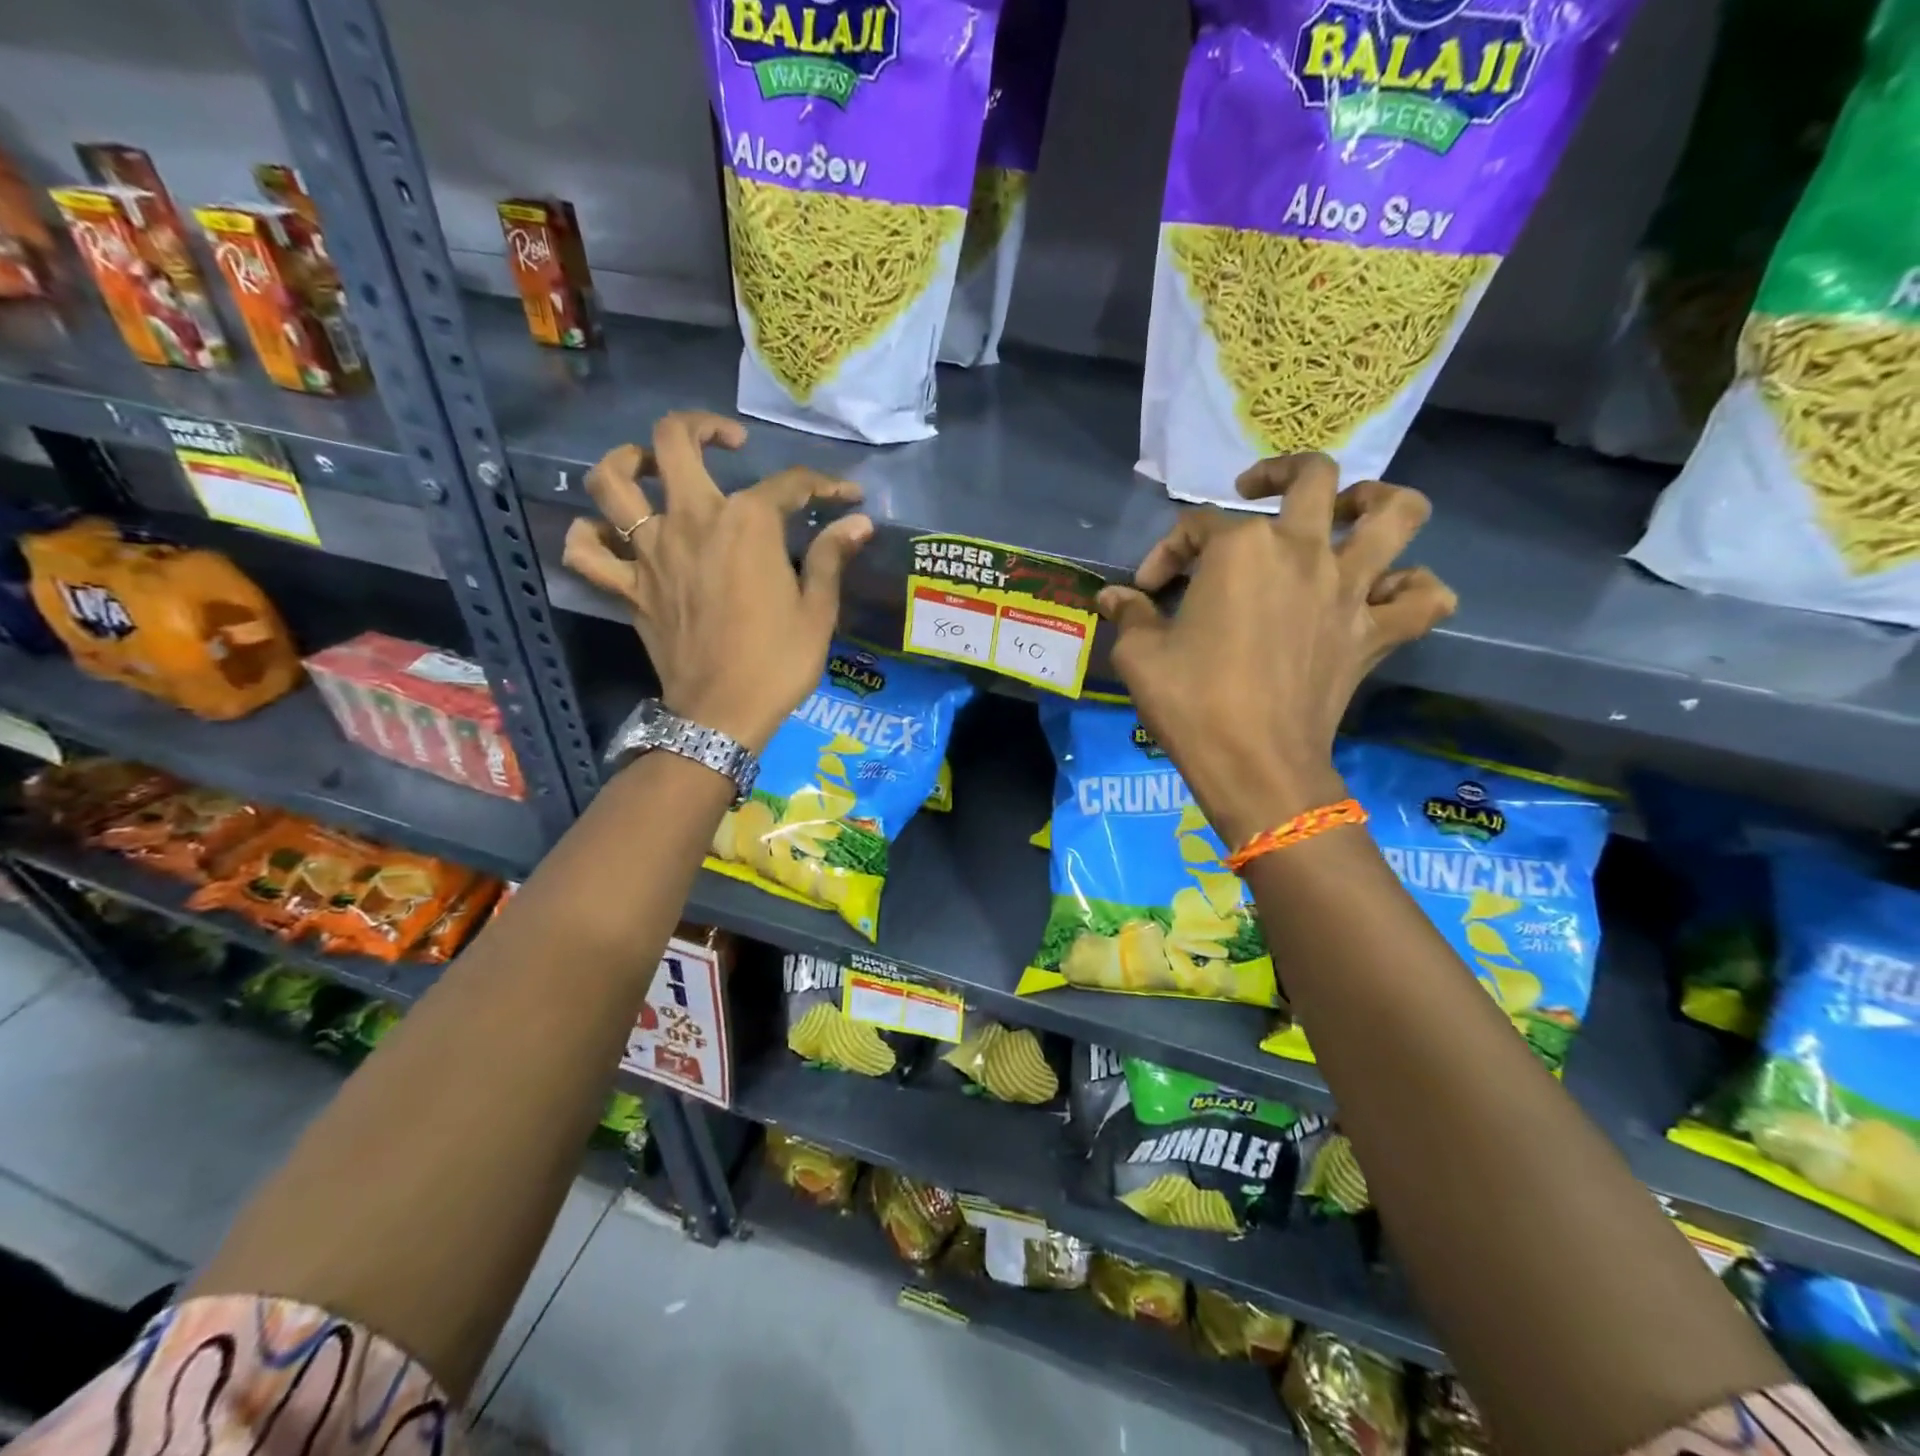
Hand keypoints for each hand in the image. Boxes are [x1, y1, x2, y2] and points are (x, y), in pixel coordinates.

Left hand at [562, 412, 872, 752]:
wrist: (723, 715)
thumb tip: (858, 521)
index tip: (845, 496)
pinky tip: (609, 535)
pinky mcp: (627, 587)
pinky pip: (587, 551)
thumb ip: (831, 557)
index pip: (788, 484)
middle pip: (672, 441)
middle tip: (726, 442)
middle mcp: (691, 521)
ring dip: (628, 461)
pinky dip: (590, 536)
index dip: (823, 484)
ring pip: (611, 482)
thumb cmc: (778, 662)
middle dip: (701, 426)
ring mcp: (649, 552)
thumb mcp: (818, 611)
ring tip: (651, 467)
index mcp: (746, 523)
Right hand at [1097, 454, 1454, 847]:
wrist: (1255, 765)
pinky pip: (1424, 598)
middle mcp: (1303, 550)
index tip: (1145, 592)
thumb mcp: (1139, 656)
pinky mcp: (1376, 634)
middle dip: (1278, 472)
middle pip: (1312, 477)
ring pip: (1398, 514)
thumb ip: (1128, 615)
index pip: (1194, 528)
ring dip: (1377, 501)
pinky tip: (1386, 593)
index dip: (1164, 554)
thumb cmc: (1191, 703)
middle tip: (1254, 491)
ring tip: (1350, 511)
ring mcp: (1350, 590)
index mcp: (1240, 549)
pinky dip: (1413, 588)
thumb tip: (1112, 598)